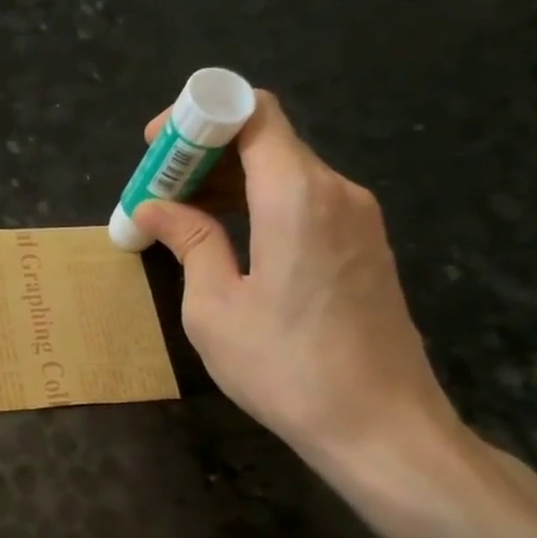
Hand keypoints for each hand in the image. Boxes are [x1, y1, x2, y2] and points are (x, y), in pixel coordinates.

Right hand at [133, 91, 457, 469]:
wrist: (381, 426)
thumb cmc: (285, 366)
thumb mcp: (214, 307)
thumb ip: (189, 241)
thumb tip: (155, 208)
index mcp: (297, 195)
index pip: (253, 111)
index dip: (199, 114)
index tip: (157, 146)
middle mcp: (337, 191)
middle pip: (266, 139)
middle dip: (204, 153)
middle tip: (155, 190)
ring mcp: (358, 218)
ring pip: (285, 171)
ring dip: (228, 182)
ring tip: (179, 217)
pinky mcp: (365, 246)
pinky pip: (304, 202)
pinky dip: (259, 205)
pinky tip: (227, 239)